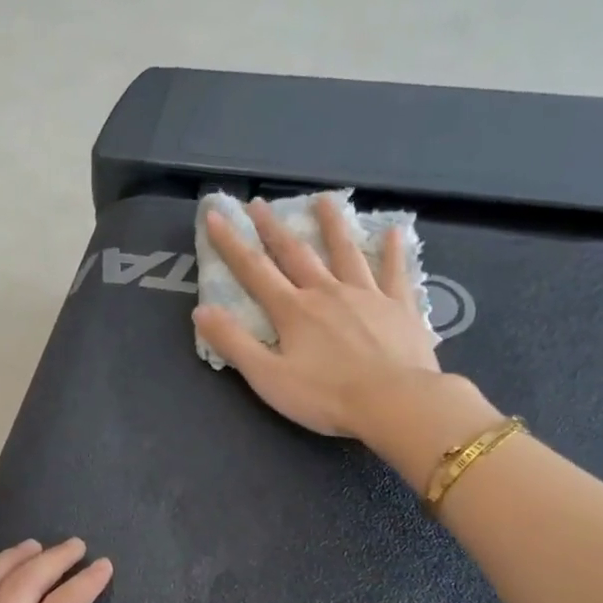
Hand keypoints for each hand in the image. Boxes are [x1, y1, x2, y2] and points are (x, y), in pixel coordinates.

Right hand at [193, 196, 498, 489]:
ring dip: (332, 226)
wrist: (394, 402)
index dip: (232, 243)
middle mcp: (327, 292)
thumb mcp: (268, 377)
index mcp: (293, 311)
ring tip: (324, 200)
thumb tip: (202, 310)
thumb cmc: (326, 396)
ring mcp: (367, 296)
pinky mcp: (400, 307)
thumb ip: (234, 343)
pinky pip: (395, 273)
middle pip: (297, 253)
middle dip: (274, 228)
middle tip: (260, 203)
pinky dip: (392, 251)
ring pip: (346, 253)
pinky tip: (393, 231)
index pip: (254, 270)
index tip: (216, 216)